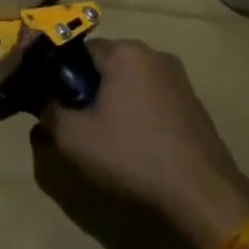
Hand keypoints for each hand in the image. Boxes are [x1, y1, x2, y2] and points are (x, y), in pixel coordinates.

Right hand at [36, 38, 248, 248]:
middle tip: (75, 127)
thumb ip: (48, 112)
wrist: (203, 196)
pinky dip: (136, 117)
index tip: (52, 106)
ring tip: (103, 142)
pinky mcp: (193, 105)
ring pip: (128, 85)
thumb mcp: (72, 137)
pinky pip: (151, 101)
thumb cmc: (132, 156)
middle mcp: (154, 55)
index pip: (77, 52)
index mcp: (125, 52)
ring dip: (111, 105)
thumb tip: (45, 104)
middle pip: (104, 67)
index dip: (59, 78)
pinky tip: (134, 148)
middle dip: (86, 92)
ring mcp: (179, 80)